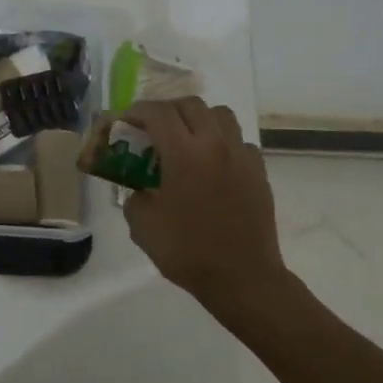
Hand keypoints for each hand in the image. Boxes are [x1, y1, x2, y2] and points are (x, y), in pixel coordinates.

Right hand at [123, 98, 288, 325]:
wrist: (242, 278)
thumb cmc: (188, 251)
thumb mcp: (143, 226)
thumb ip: (135, 197)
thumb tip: (141, 189)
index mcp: (184, 153)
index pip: (157, 113)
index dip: (135, 111)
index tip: (124, 122)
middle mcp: (215, 145)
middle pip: (190, 105)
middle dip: (166, 110)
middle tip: (152, 128)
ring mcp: (241, 156)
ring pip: (221, 115)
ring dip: (198, 119)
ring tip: (186, 139)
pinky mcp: (259, 172)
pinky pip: (240, 142)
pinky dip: (223, 143)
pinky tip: (213, 165)